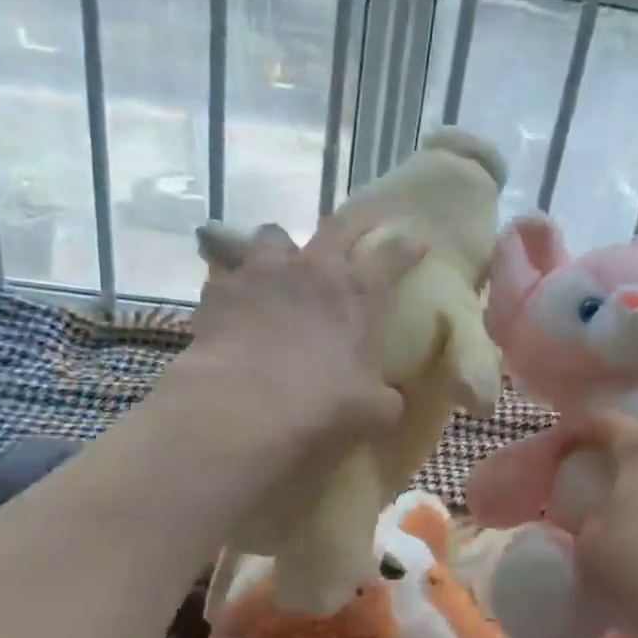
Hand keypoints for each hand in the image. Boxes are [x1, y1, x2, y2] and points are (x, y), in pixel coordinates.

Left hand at [172, 211, 424, 465]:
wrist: (241, 408)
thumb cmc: (321, 406)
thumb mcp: (374, 412)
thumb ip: (388, 399)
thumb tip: (393, 398)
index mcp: (356, 294)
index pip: (391, 258)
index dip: (407, 248)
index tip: (418, 242)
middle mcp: (311, 270)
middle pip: (337, 228)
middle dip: (352, 225)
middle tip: (358, 229)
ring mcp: (261, 274)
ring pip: (273, 236)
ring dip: (282, 248)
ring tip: (280, 266)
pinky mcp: (219, 291)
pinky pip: (227, 274)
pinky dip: (235, 286)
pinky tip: (234, 305)